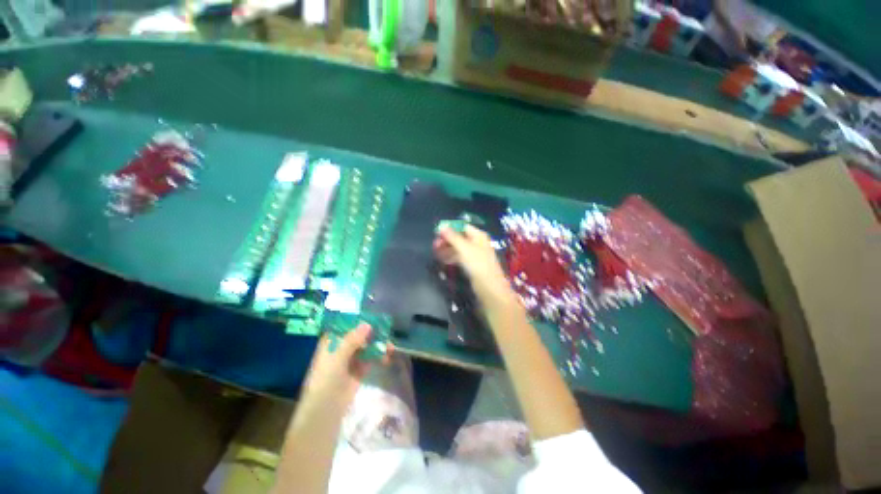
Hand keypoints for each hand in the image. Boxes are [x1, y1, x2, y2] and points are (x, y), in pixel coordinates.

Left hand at [302, 324, 388, 408]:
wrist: (326, 409)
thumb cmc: (326, 379)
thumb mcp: (337, 357)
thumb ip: (352, 340)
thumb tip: (367, 324)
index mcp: (332, 342)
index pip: (345, 325)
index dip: (358, 320)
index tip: (372, 316)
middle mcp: (342, 347)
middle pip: (359, 335)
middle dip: (372, 332)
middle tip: (386, 330)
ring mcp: (351, 358)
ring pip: (367, 346)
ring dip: (378, 344)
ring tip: (390, 346)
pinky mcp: (360, 369)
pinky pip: (371, 358)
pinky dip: (379, 355)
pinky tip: (387, 356)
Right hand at [433, 225, 513, 304]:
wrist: (489, 286)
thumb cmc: (477, 263)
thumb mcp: (463, 248)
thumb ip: (452, 237)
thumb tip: (442, 226)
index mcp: (478, 235)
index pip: (462, 227)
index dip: (450, 229)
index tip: (437, 233)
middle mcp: (477, 243)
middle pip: (459, 238)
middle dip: (447, 240)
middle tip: (434, 245)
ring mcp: (474, 254)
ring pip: (458, 248)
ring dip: (447, 249)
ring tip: (436, 252)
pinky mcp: (471, 265)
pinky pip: (459, 258)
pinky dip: (451, 257)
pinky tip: (442, 260)